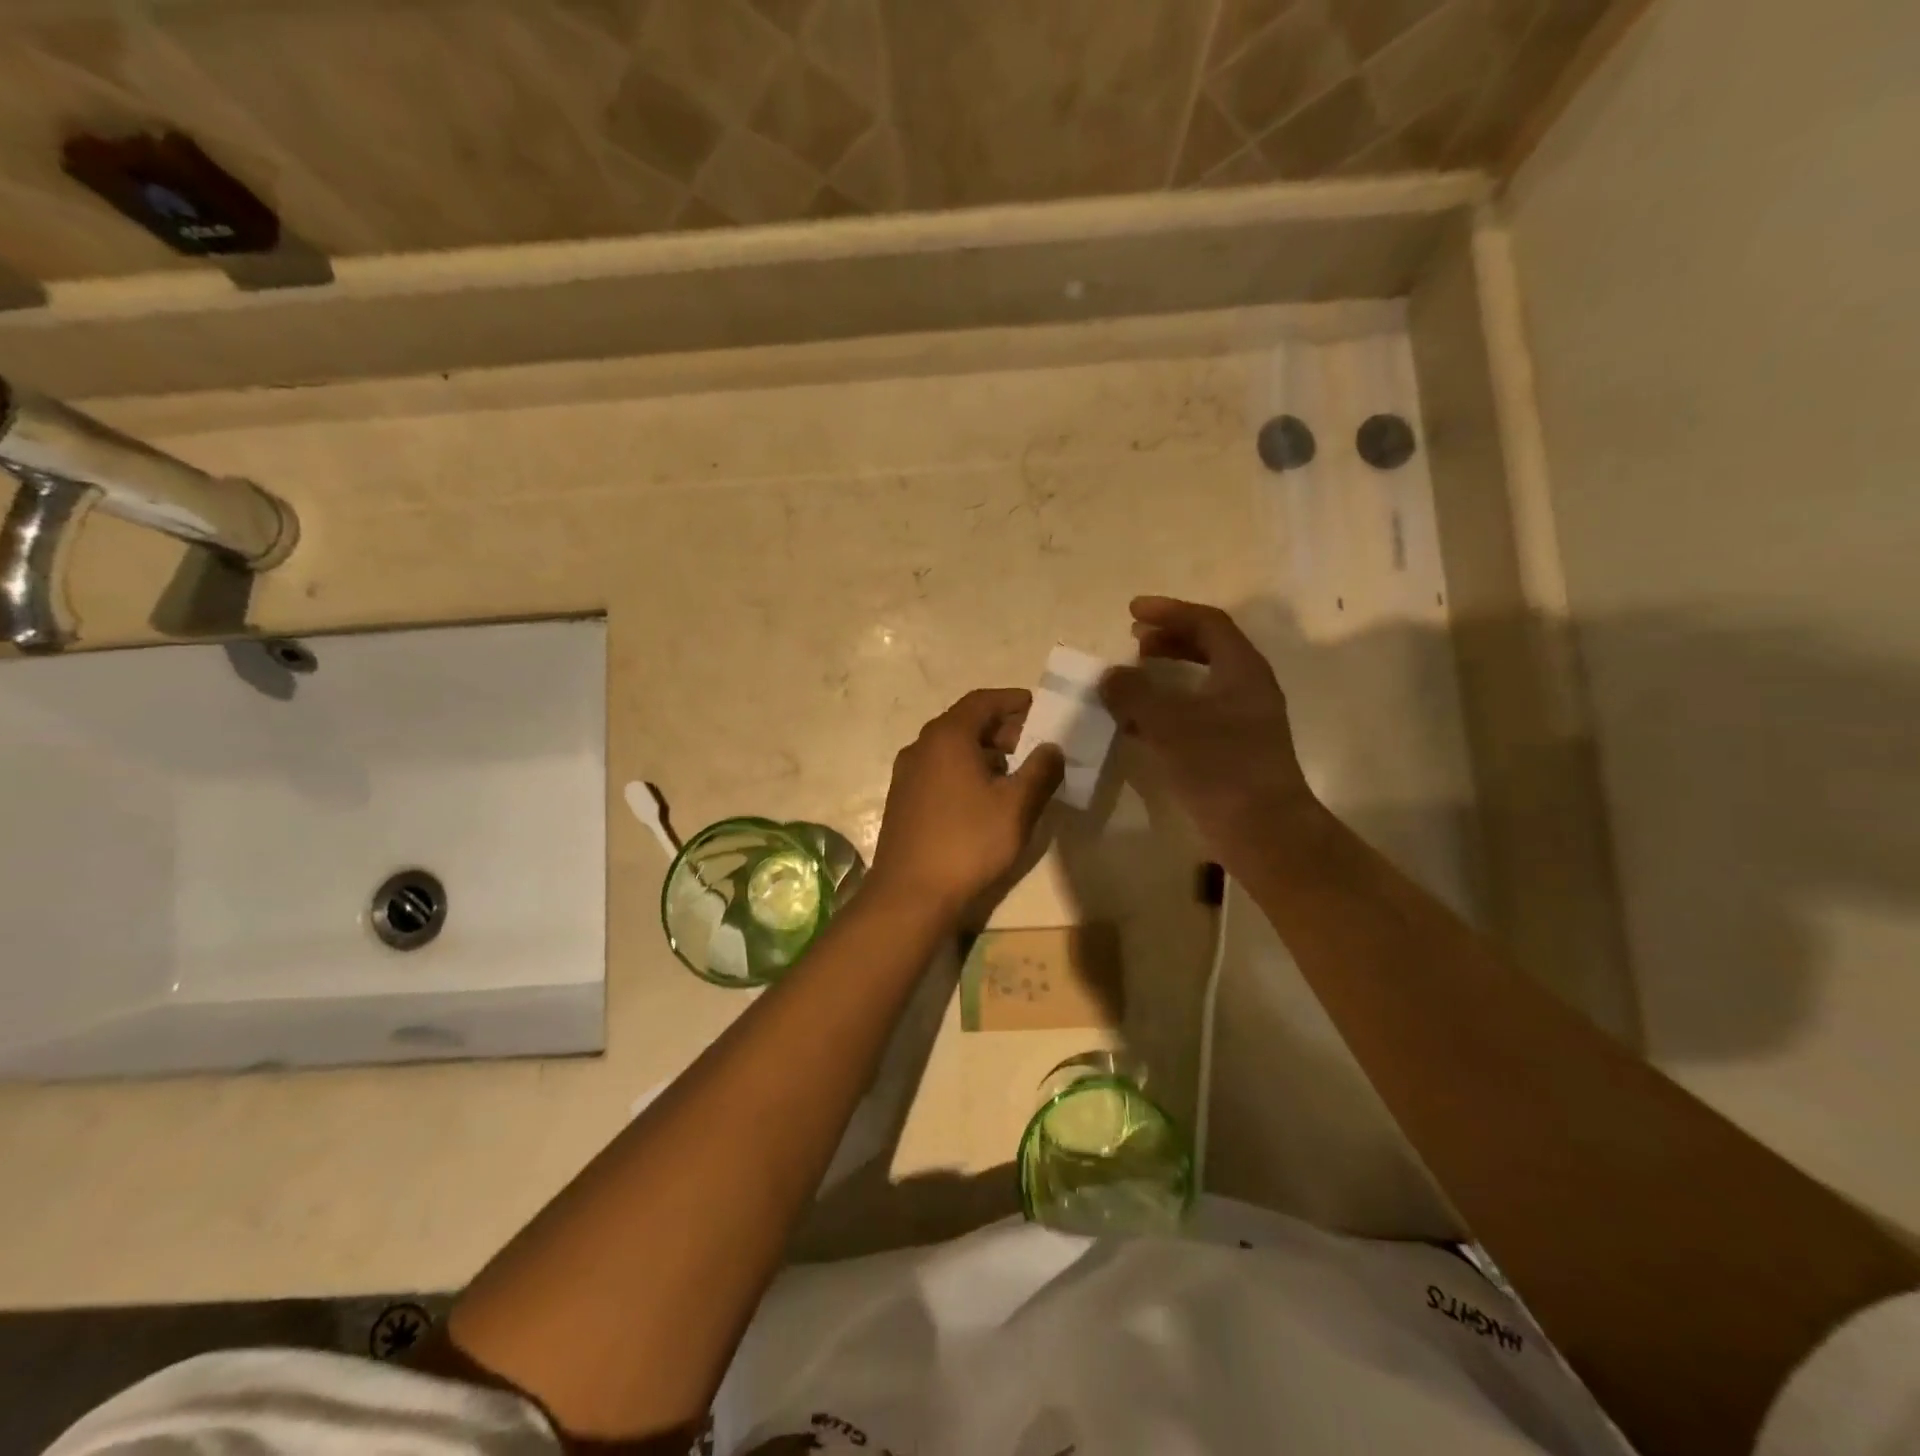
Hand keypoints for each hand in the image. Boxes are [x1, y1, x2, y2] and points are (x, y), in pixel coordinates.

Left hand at [869, 688, 1064, 917]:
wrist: (910, 894)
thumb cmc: (968, 842)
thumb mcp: (1017, 807)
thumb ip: (1040, 771)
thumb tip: (1052, 747)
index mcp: (947, 736)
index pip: (982, 700)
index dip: (1013, 700)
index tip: (1039, 707)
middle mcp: (921, 746)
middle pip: (965, 722)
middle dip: (1001, 728)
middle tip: (1033, 744)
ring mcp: (907, 774)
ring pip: (950, 748)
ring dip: (983, 751)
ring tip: (1014, 773)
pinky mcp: (902, 799)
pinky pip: (938, 770)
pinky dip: (964, 770)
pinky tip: (983, 798)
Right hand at [1100, 596, 1321, 860]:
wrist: (1263, 830)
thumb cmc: (1221, 766)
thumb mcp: (1170, 724)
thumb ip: (1135, 694)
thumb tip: (1110, 675)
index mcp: (1242, 669)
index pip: (1207, 623)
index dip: (1169, 612)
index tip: (1132, 612)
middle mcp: (1247, 688)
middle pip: (1208, 648)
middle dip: (1169, 640)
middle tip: (1134, 641)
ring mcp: (1242, 721)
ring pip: (1200, 683)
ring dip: (1165, 675)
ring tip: (1131, 680)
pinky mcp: (1231, 750)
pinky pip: (1194, 714)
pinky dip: (1166, 709)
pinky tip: (1138, 724)